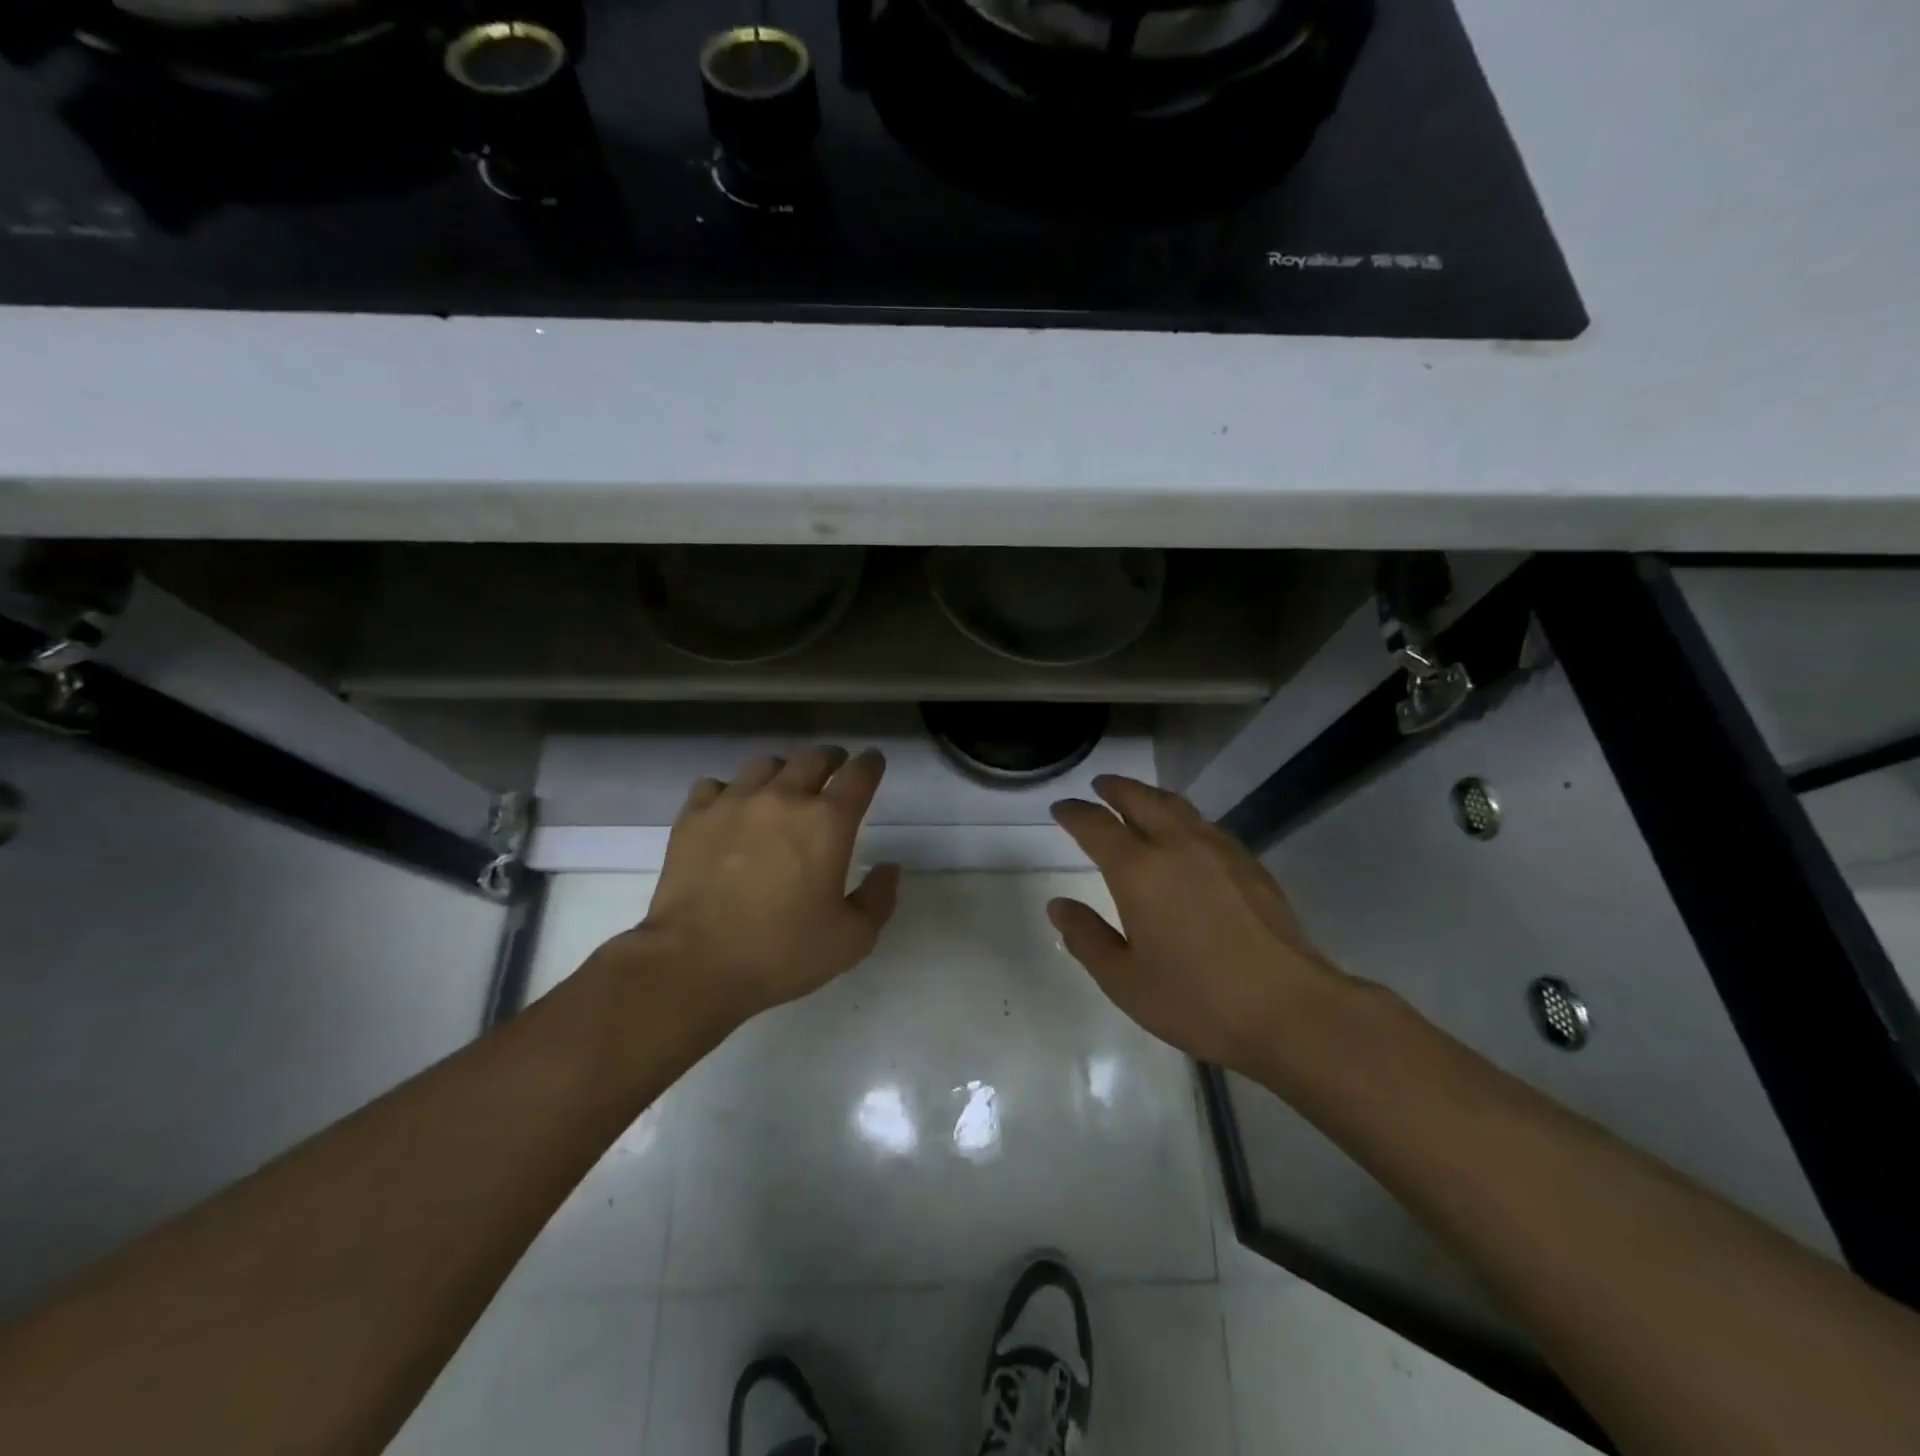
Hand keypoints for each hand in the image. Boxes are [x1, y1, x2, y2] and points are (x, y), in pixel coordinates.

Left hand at [608, 746, 900, 1029]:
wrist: (693, 965)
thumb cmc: (781, 953)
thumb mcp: (851, 940)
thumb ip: (879, 899)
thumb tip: (889, 868)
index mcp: (828, 822)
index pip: (859, 775)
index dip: (871, 764)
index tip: (873, 762)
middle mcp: (783, 798)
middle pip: (814, 758)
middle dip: (831, 759)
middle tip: (834, 770)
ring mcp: (734, 802)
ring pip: (765, 764)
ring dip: (783, 771)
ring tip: (783, 787)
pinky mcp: (694, 816)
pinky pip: (716, 785)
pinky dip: (730, 791)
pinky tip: (731, 810)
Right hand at [1048, 775, 1349, 1076]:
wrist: (1289, 1010)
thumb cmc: (1196, 999)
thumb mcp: (1123, 980)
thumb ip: (1086, 937)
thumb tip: (1059, 905)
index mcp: (1138, 870)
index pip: (1096, 825)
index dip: (1074, 813)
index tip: (1061, 808)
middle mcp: (1177, 846)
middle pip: (1140, 799)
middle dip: (1115, 788)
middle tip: (1099, 786)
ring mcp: (1219, 850)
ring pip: (1178, 806)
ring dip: (1150, 797)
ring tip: (1138, 800)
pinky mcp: (1250, 864)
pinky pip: (1206, 825)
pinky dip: (1184, 818)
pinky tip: (1186, 837)